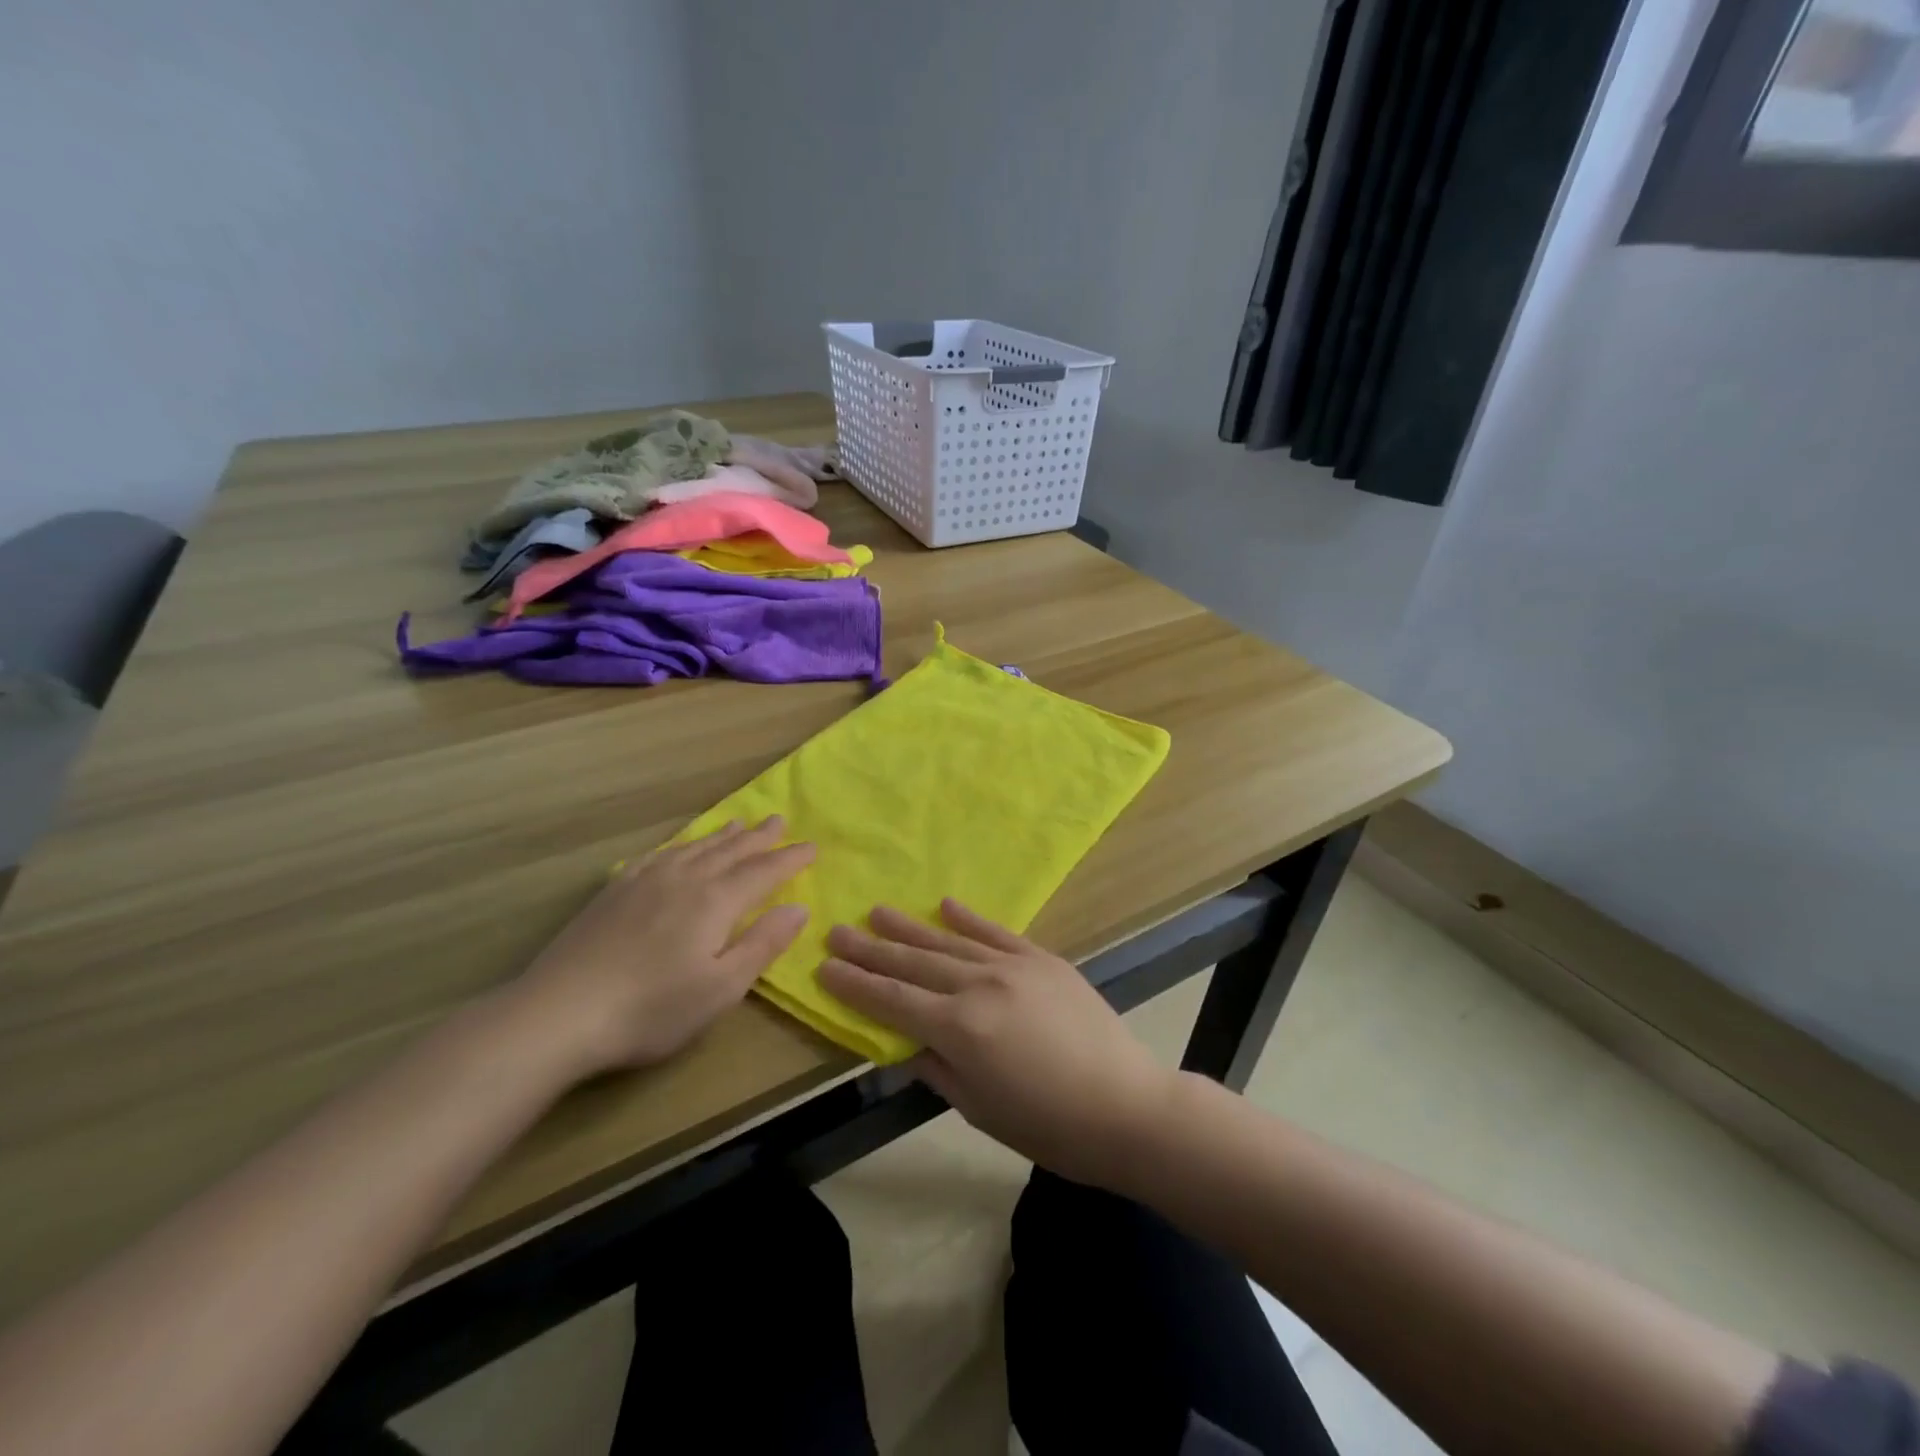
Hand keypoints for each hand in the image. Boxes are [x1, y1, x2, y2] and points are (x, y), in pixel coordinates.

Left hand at [507, 817, 812, 1077]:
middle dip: (759, 838)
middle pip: (730, 851)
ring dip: (722, 836)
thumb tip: (799, 908)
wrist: (558, 1013)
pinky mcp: (614, 892)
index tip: (812, 847)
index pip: (763, 872)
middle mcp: (684, 879)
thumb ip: (763, 944)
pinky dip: (680, 845)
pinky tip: (679, 848)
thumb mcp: (721, 988)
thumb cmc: (651, 1009)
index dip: (789, 860)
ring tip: (739, 823)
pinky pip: (658, 855)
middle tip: (779, 821)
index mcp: (715, 901)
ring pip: (694, 848)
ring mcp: (645, 881)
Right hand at [819, 901, 1174, 1186]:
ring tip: (877, 911)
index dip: (855, 985)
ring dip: (909, 928)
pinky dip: (969, 917)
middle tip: (837, 931)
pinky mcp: (1042, 958)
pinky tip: (944, 903)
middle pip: (913, 964)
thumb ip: (937, 1068)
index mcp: (960, 1029)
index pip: (892, 1001)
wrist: (1126, 1106)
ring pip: (949, 941)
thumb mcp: (979, 1109)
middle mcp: (979, 985)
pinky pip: (996, 932)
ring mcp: (1013, 966)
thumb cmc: (1049, 1125)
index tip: (824, 968)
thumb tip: (906, 1043)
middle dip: (871, 949)